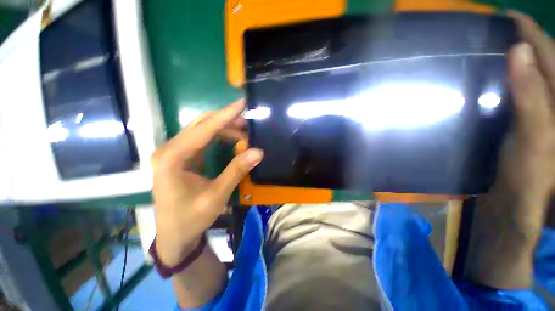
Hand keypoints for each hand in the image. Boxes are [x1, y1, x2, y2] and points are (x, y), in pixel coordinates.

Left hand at [150, 99, 262, 265]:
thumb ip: (236, 171)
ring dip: (224, 130)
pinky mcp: (181, 157)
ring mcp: (174, 153)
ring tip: (244, 134)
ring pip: (202, 131)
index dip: (225, 115)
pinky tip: (232, 141)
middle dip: (226, 121)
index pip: (203, 129)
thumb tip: (258, 152)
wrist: (175, 235)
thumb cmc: (191, 218)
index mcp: (172, 158)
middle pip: (201, 125)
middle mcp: (170, 150)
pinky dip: (219, 138)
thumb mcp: (216, 195)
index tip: (241, 103)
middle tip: (248, 124)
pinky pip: (202, 140)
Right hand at [494, 11, 554, 216]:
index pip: (548, 54)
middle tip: (501, 29)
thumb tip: (518, 51)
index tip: (507, 15)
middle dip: (525, 42)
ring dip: (517, 60)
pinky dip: (511, 81)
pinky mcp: (528, 121)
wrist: (519, 202)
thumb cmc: (530, 176)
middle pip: (543, 62)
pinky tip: (498, 79)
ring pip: (532, 76)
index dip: (529, 32)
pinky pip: (522, 92)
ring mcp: (541, 111)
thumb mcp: (534, 138)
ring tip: (498, 47)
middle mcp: (553, 99)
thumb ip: (532, 96)